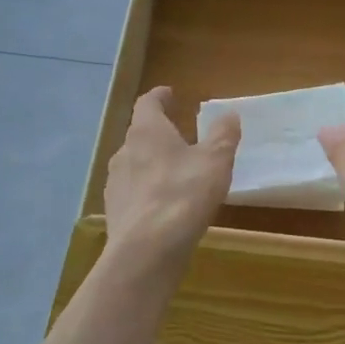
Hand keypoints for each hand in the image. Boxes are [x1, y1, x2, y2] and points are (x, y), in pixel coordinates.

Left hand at [103, 87, 238, 275]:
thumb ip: (223, 135)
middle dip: (159, 133)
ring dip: (152, 164)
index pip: (148, 104)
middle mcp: (124, 151)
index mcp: (147, 131)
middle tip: (180, 137)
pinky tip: (164, 206)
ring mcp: (115, 183)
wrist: (147, 250)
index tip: (170, 93)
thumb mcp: (215, 161)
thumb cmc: (184, 194)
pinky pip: (133, 192)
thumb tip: (229, 114)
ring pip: (134, 164)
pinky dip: (147, 191)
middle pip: (140, 134)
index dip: (160, 97)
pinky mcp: (115, 211)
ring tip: (175, 174)